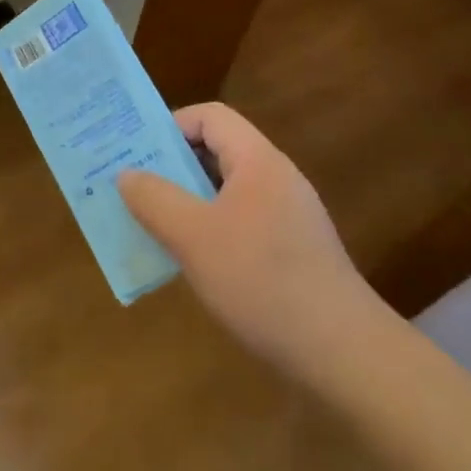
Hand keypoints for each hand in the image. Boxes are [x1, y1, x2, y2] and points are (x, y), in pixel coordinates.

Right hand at [116, 104, 386, 378]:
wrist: (343, 354)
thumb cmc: (262, 281)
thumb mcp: (193, 236)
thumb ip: (154, 198)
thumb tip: (127, 175)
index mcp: (257, 161)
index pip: (210, 116)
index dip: (170, 126)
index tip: (138, 155)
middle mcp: (276, 178)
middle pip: (217, 150)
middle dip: (172, 166)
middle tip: (135, 189)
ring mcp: (288, 216)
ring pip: (226, 190)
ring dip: (188, 201)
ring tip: (154, 225)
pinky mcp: (293, 251)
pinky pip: (241, 221)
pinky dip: (210, 229)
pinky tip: (193, 262)